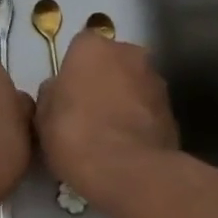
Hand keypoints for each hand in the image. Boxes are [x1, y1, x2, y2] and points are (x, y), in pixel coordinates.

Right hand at [35, 31, 179, 209]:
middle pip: (113, 62)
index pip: (80, 47)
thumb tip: (59, 90)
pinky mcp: (173, 110)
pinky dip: (140, 121)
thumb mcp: (44, 116)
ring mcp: (156, 80)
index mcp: (93, 47)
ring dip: (125, 100)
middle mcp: (129, 53)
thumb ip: (52, 94)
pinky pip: (149, 110)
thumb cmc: (76, 134)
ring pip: (135, 84)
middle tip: (89, 111)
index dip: (74, 70)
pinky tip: (128, 147)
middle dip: (104, 80)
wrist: (128, 171)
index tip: (68, 94)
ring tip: (110, 133)